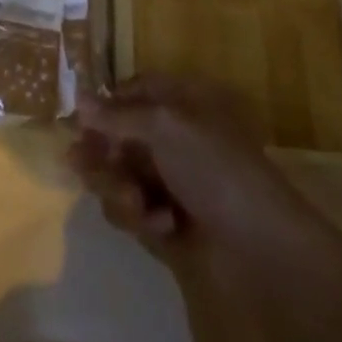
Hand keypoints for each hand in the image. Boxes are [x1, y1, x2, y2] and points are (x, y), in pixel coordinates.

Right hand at [69, 74, 320, 275]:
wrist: (263, 249)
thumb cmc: (215, 169)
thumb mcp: (164, 127)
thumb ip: (117, 115)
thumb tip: (78, 98)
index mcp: (180, 104)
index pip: (131, 92)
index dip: (104, 106)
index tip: (79, 124)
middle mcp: (174, 138)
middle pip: (118, 137)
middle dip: (102, 155)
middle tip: (82, 167)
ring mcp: (172, 182)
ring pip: (120, 176)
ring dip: (121, 190)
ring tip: (138, 205)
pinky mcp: (170, 224)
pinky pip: (136, 213)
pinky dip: (144, 219)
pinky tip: (165, 227)